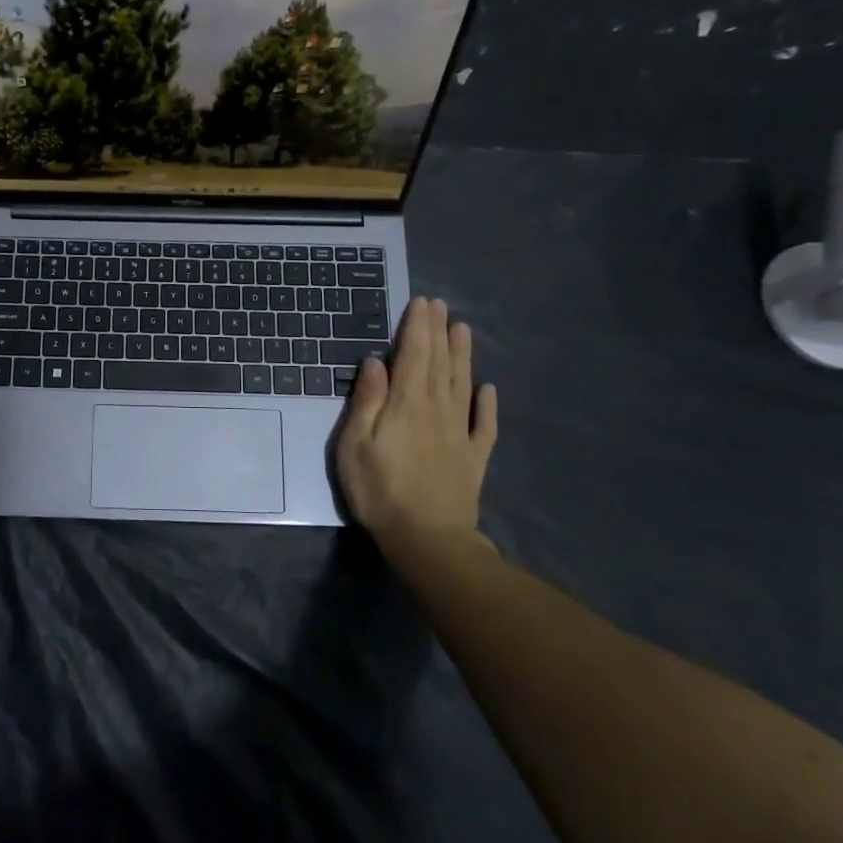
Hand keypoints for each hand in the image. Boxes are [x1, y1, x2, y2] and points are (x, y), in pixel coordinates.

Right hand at [335, 297, 498, 567]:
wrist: (428, 539)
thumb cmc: (380, 490)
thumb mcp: (355, 444)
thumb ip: (367, 400)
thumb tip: (374, 362)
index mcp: (407, 403)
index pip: (414, 355)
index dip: (417, 327)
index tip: (422, 302)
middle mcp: (438, 409)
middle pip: (440, 363)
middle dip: (438, 332)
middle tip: (440, 306)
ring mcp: (460, 433)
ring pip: (463, 384)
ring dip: (463, 355)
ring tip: (463, 330)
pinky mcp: (474, 457)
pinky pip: (484, 424)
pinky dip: (486, 404)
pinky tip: (487, 389)